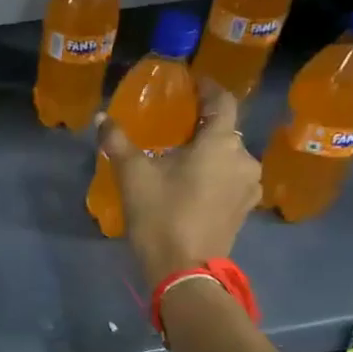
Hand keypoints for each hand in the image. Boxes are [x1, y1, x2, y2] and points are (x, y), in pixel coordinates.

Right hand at [98, 81, 260, 285]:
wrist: (184, 270)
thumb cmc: (161, 215)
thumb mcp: (133, 175)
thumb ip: (118, 142)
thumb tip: (103, 117)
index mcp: (221, 143)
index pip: (223, 102)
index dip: (209, 88)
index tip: (193, 82)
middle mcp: (244, 159)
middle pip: (225, 131)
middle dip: (202, 125)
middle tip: (175, 125)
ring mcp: (248, 186)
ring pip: (228, 157)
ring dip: (208, 152)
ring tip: (181, 156)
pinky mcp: (244, 209)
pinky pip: (230, 178)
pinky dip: (213, 173)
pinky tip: (192, 182)